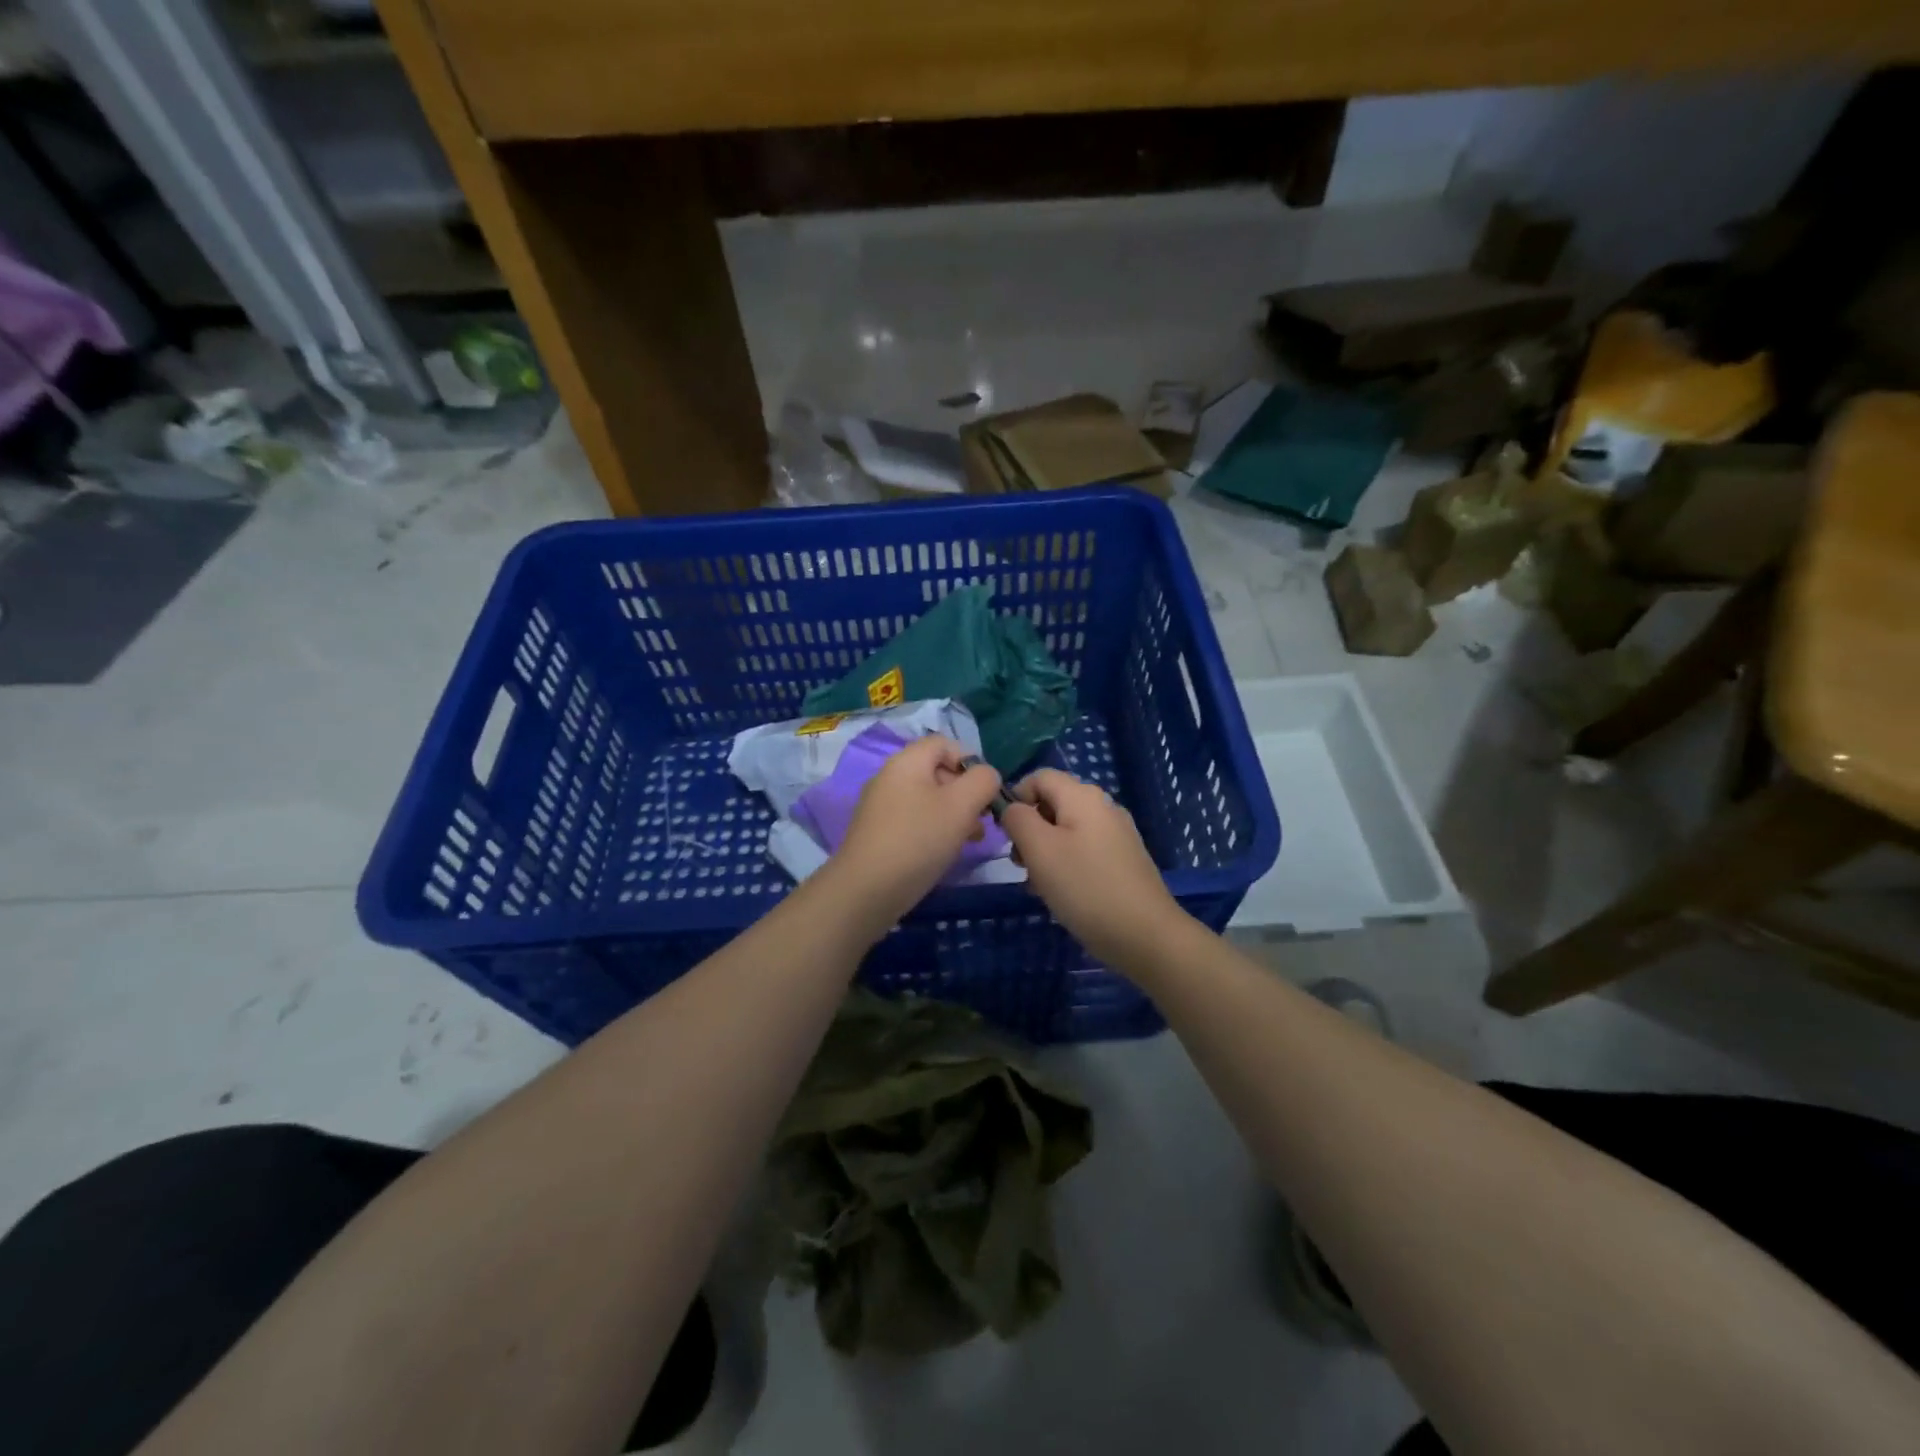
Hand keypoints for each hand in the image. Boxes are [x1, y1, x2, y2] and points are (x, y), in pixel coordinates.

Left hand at [818, 734, 1002, 934]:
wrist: (866, 890)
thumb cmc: (918, 840)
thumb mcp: (961, 806)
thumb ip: (983, 781)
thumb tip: (987, 776)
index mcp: (907, 761)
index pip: (945, 743)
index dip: (971, 761)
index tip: (985, 793)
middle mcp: (890, 776)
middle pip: (938, 771)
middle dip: (966, 793)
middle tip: (982, 822)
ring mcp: (881, 806)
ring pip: (928, 799)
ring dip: (954, 815)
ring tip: (970, 841)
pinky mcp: (878, 832)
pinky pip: (914, 819)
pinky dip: (934, 830)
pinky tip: (944, 853)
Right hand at [1000, 769, 1186, 967]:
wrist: (1145, 935)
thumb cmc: (1085, 887)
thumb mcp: (1039, 849)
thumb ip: (1018, 819)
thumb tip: (1012, 808)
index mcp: (1083, 796)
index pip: (1039, 777)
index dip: (1015, 798)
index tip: (1005, 835)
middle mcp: (1103, 806)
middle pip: (1052, 804)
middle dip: (1029, 831)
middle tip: (1020, 865)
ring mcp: (1117, 834)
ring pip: (1066, 831)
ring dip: (1044, 853)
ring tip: (1038, 886)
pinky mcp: (1123, 860)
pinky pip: (1084, 851)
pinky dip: (1066, 866)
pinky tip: (1062, 895)